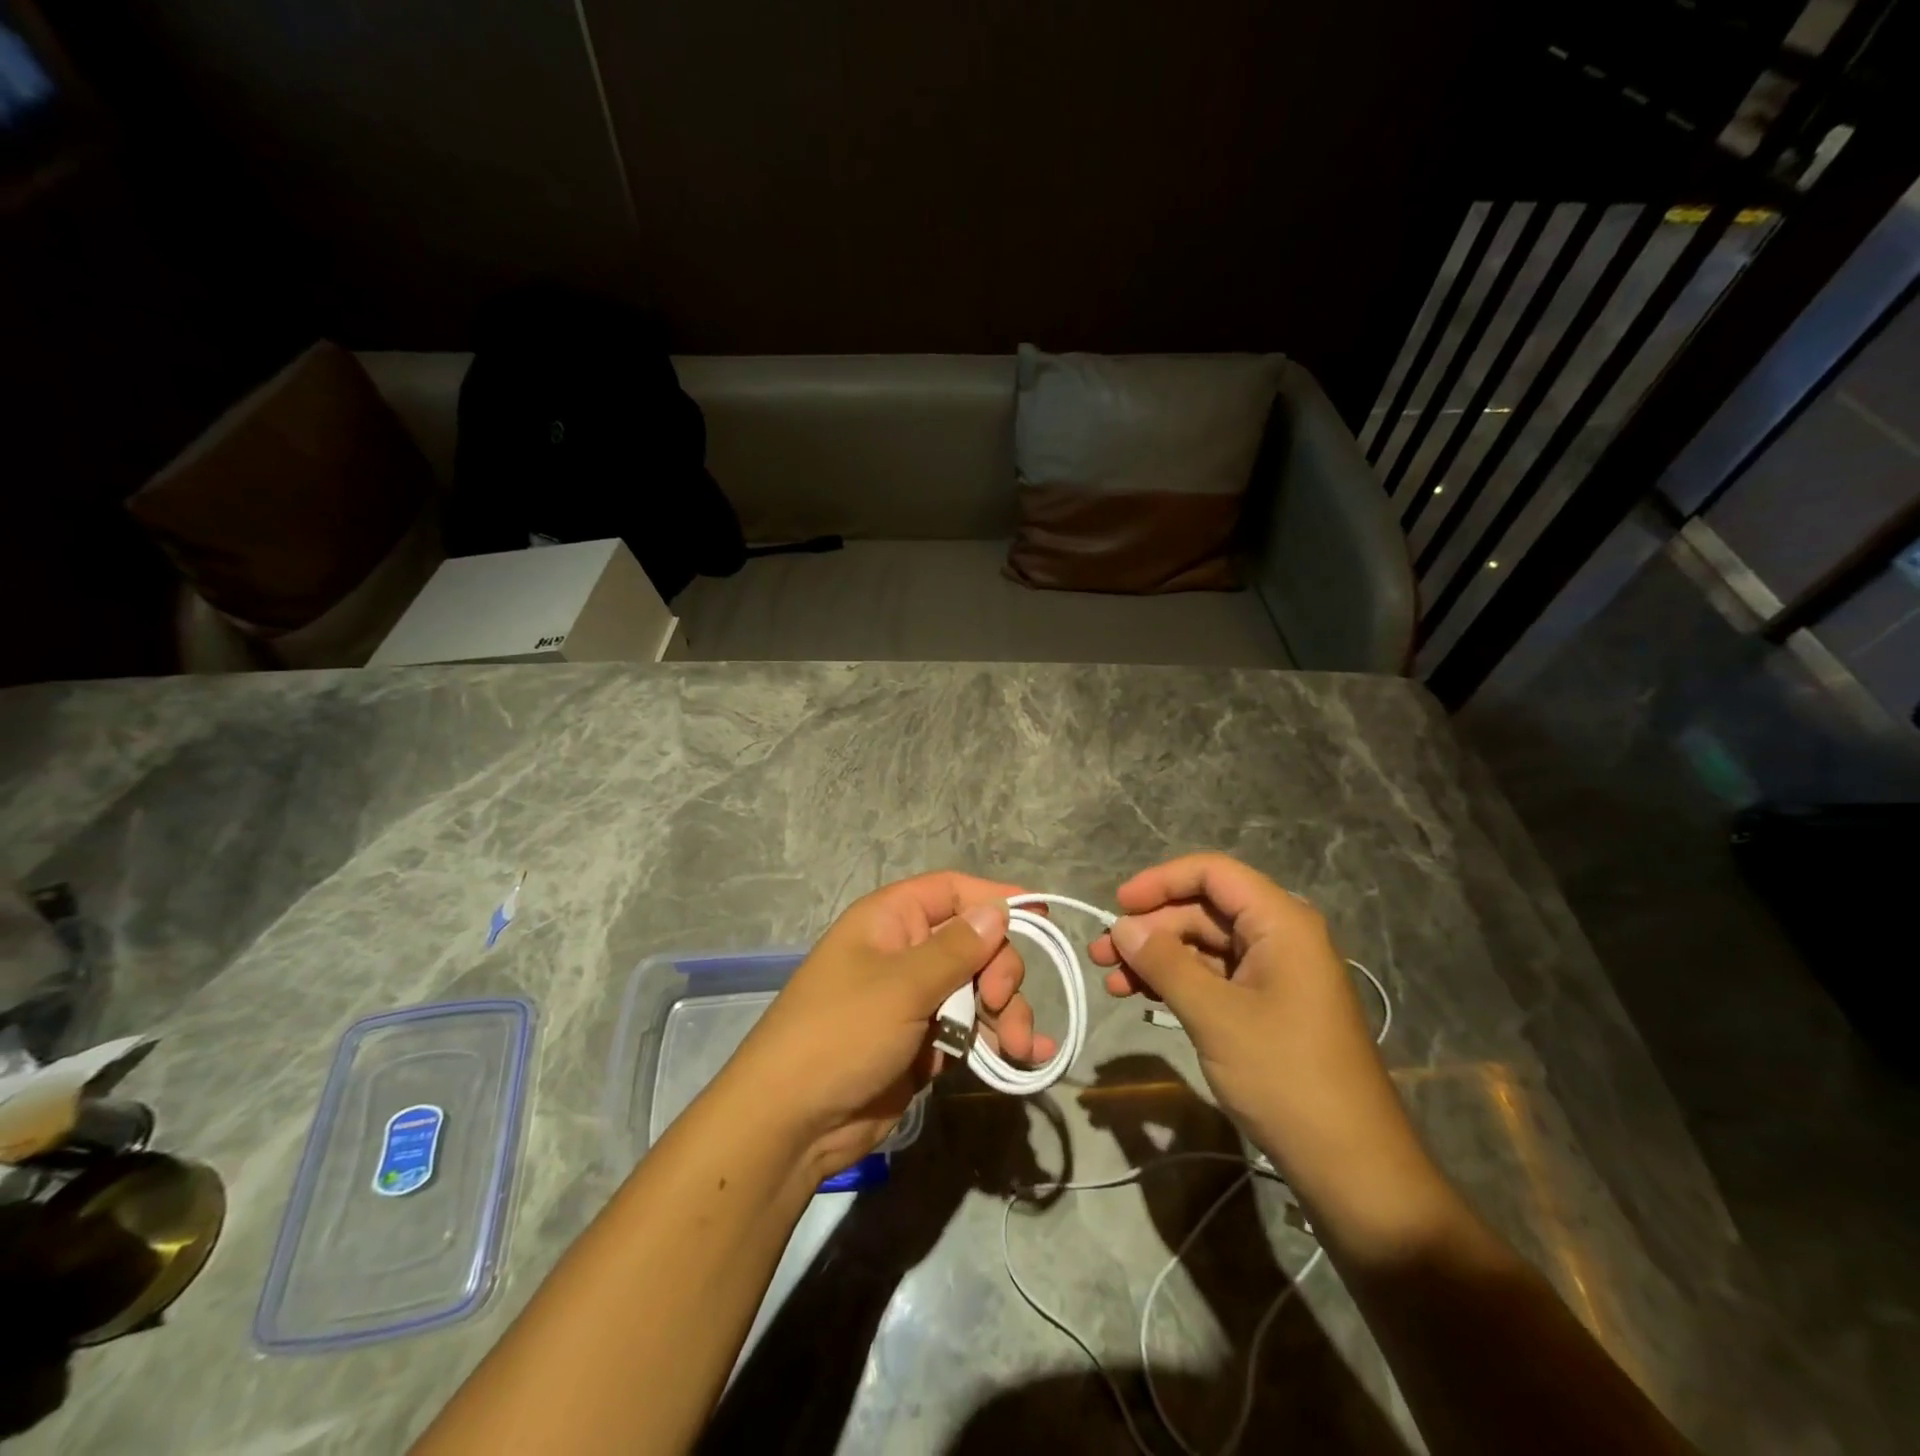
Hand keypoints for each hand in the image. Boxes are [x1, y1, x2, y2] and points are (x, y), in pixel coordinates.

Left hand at [725, 872, 1053, 1178]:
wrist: (792, 1124)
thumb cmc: (841, 1034)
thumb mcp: (901, 985)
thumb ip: (956, 949)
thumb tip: (998, 910)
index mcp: (891, 920)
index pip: (952, 891)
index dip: (994, 897)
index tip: (1041, 914)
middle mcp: (906, 953)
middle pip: (975, 943)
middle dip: (1001, 971)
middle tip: (1001, 1003)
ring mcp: (916, 1000)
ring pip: (979, 990)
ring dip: (1007, 1013)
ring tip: (1020, 1047)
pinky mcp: (924, 1043)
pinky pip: (972, 1030)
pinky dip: (998, 1042)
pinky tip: (1027, 1059)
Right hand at [1089, 854, 1437, 1226]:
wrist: (1352, 1164)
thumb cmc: (1285, 1076)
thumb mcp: (1215, 1015)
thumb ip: (1165, 962)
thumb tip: (1122, 926)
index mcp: (1280, 922)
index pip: (1212, 873)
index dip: (1161, 881)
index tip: (1118, 905)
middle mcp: (1280, 936)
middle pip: (1204, 910)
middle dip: (1150, 928)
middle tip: (1102, 955)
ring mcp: (1275, 973)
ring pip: (1204, 945)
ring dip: (1157, 958)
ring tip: (1112, 981)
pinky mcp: (1268, 1006)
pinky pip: (1215, 977)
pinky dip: (1178, 982)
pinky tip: (1143, 997)